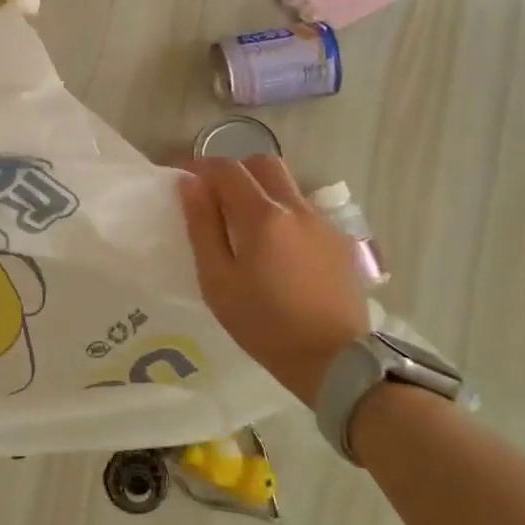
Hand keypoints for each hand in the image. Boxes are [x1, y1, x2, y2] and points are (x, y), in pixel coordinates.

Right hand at [179, 156, 370, 407]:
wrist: (334, 360)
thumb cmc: (264, 324)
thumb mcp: (218, 281)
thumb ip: (202, 227)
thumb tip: (190, 184)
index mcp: (262, 216)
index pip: (227, 169)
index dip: (201, 167)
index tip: (186, 181)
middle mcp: (296, 208)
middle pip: (263, 163)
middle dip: (236, 171)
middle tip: (217, 198)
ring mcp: (323, 223)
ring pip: (288, 185)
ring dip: (262, 190)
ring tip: (246, 225)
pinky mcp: (339, 241)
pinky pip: (305, 210)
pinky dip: (283, 213)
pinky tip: (277, 248)